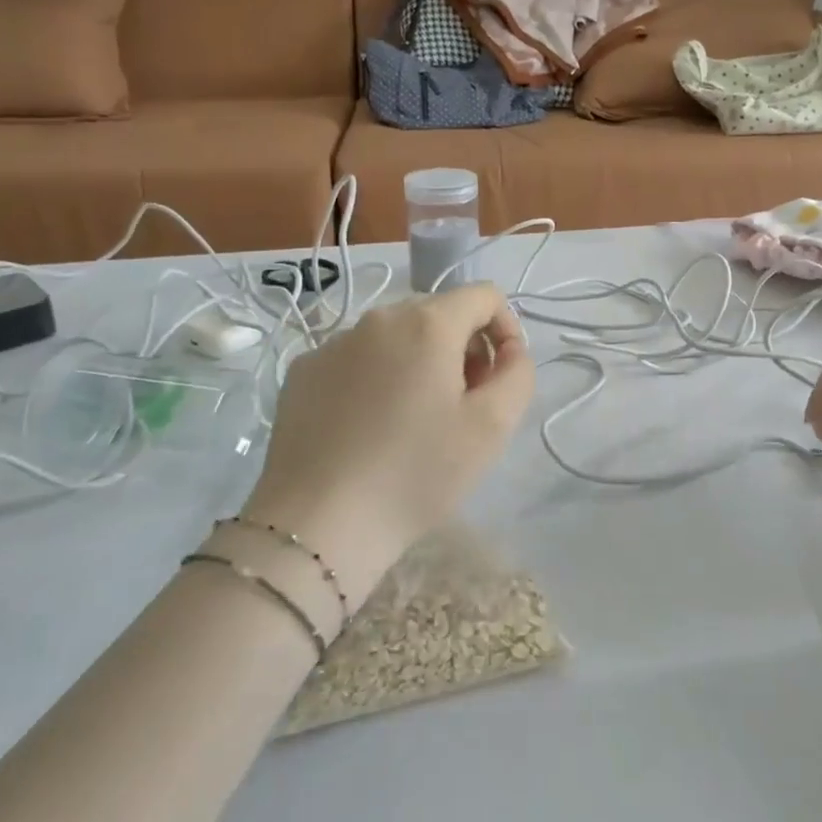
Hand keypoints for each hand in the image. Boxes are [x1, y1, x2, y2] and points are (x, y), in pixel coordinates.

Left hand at [245, 284, 533, 599]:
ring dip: (420, 363)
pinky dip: (377, 378)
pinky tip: (370, 428)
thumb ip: (518, 373)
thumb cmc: (416, 473)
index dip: (506, 329)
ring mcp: (333, 343)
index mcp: (427, 323)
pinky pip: (357, 359)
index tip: (500, 378)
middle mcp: (378, 318)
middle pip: (440, 313)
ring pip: (397, 336)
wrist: (317, 526)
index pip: (484, 295)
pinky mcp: (302, 372)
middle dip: (464, 349)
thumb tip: (507, 351)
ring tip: (415, 421)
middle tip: (463, 406)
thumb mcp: (492, 427)